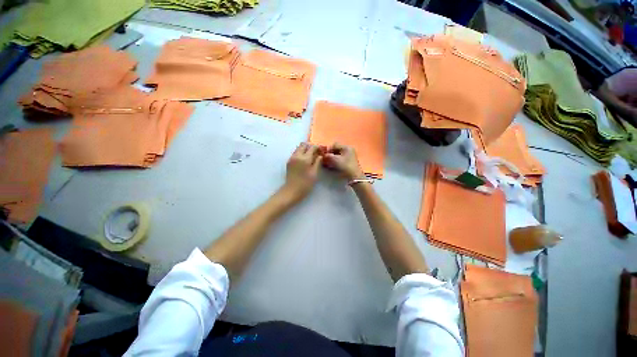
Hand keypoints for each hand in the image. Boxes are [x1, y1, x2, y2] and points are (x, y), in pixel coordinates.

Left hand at [283, 143, 322, 200]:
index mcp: (305, 158)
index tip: (322, 151)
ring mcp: (292, 158)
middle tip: (316, 153)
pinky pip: (295, 153)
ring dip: (305, 149)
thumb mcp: (314, 173)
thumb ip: (318, 162)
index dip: (318, 147)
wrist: (292, 191)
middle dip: (311, 146)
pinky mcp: (289, 161)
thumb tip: (320, 155)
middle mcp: (297, 155)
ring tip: (311, 156)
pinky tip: (305, 160)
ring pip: (299, 148)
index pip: (312, 147)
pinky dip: (301, 153)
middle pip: (304, 145)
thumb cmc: (305, 184)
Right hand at [323, 143, 364, 180]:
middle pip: (336, 150)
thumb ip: (328, 156)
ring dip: (333, 158)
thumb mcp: (335, 160)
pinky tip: (333, 166)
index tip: (324, 156)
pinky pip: (341, 159)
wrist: (354, 177)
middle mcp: (349, 150)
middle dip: (330, 154)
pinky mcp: (350, 162)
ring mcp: (350, 156)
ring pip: (338, 155)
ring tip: (329, 164)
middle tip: (326, 160)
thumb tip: (323, 155)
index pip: (334, 145)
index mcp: (347, 147)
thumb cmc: (345, 167)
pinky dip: (336, 161)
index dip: (328, 150)